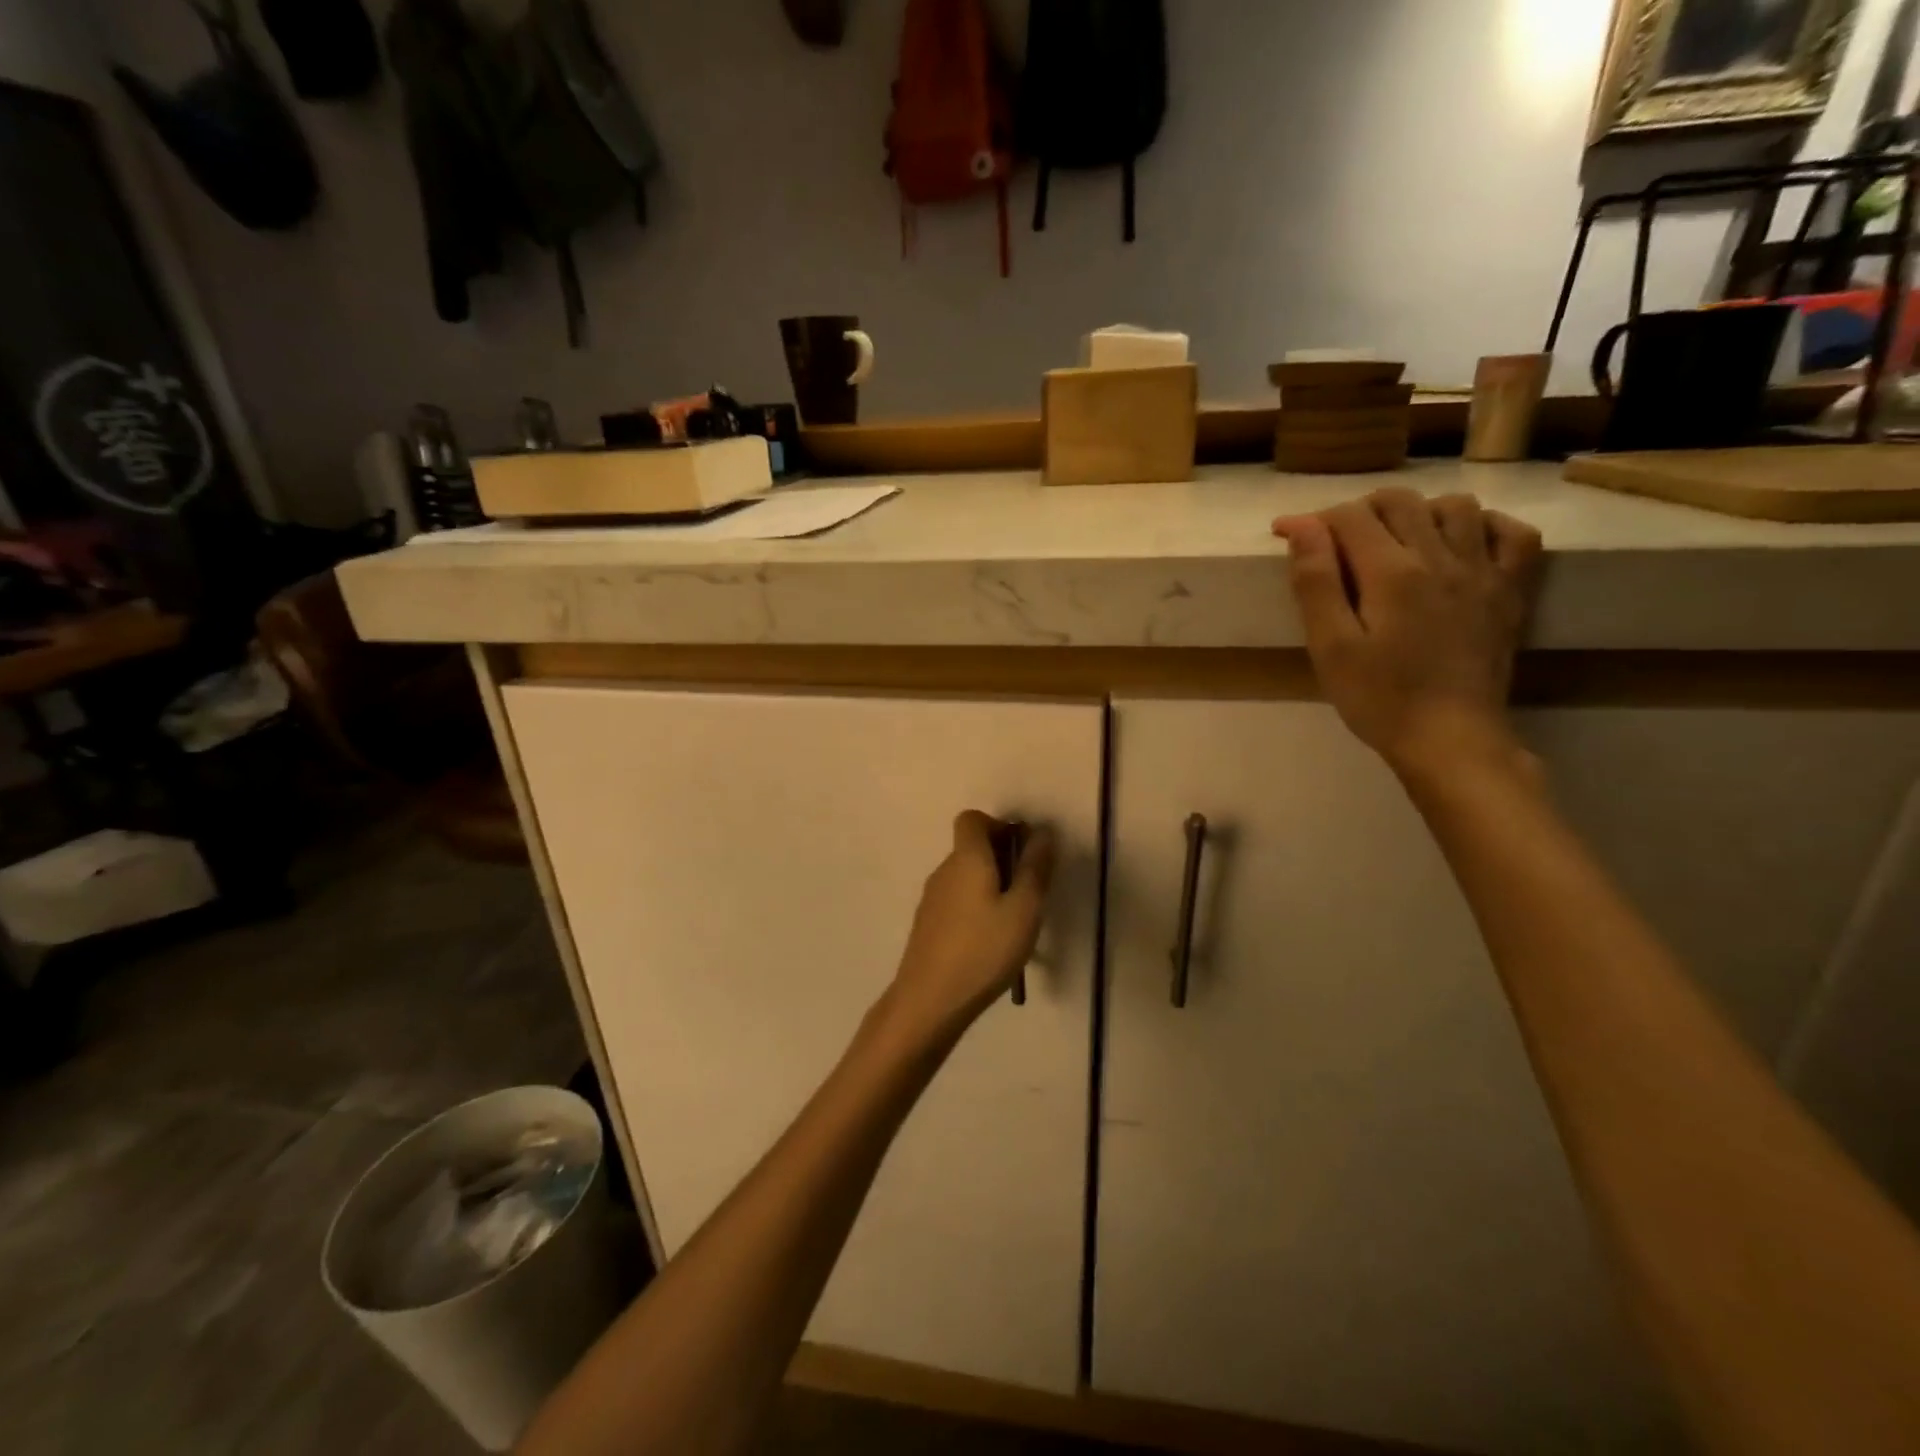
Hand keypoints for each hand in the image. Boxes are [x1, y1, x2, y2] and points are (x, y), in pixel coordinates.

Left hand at [882, 811, 1056, 1042]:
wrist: (928, 1001)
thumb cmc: (983, 950)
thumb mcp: (1024, 909)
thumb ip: (1035, 868)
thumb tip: (1043, 831)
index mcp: (966, 859)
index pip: (972, 818)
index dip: (999, 826)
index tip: (1022, 853)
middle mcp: (944, 871)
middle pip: (971, 847)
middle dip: (1002, 859)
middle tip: (1028, 892)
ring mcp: (932, 899)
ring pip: (965, 876)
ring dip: (991, 886)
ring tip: (1014, 921)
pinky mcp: (927, 925)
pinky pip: (956, 900)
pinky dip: (976, 907)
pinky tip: (990, 942)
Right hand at [1273, 489, 1541, 784]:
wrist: (1450, 740)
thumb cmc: (1379, 698)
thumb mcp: (1330, 646)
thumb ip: (1316, 582)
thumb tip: (1303, 526)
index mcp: (1392, 572)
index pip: (1349, 518)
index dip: (1311, 520)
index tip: (1285, 534)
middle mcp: (1442, 557)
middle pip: (1399, 502)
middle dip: (1358, 511)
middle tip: (1334, 541)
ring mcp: (1484, 571)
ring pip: (1455, 506)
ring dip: (1417, 512)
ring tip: (1394, 541)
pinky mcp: (1510, 591)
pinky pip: (1513, 534)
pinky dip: (1484, 526)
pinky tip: (1460, 544)